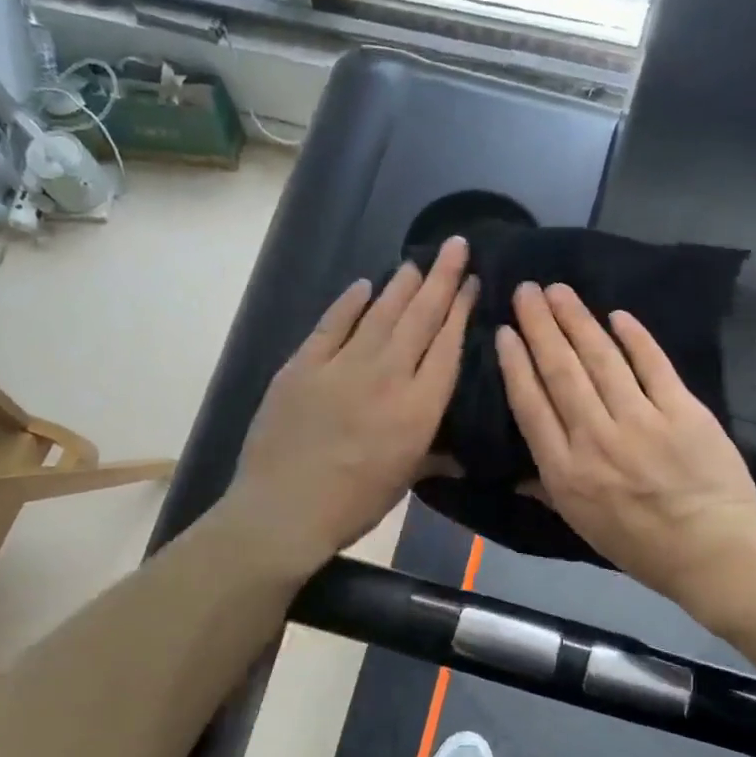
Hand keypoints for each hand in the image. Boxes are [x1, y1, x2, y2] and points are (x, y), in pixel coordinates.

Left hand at [224, 237, 476, 576]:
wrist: (283, 510)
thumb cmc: (353, 504)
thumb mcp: (405, 479)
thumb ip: (432, 452)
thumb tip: (458, 450)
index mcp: (418, 409)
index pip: (447, 347)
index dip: (461, 310)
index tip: (472, 283)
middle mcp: (387, 376)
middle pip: (420, 318)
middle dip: (441, 278)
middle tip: (455, 246)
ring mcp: (342, 366)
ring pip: (381, 313)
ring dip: (402, 284)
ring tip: (418, 261)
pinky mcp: (303, 365)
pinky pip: (331, 325)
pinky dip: (349, 303)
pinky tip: (363, 285)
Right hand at [495, 282, 755, 609]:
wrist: (712, 552)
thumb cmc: (642, 546)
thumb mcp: (583, 527)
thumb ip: (549, 492)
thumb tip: (515, 475)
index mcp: (566, 471)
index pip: (531, 406)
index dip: (516, 364)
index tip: (506, 333)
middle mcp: (595, 438)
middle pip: (561, 372)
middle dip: (541, 327)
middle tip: (526, 291)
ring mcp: (641, 421)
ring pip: (601, 360)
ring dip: (577, 320)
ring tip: (559, 291)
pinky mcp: (682, 410)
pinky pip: (653, 365)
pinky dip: (634, 337)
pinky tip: (617, 315)